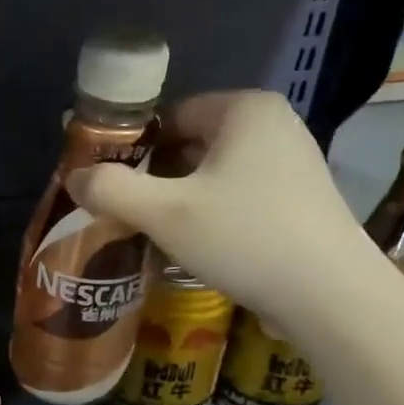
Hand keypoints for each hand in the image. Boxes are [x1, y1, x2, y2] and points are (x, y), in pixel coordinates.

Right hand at [68, 91, 378, 323]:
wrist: (328, 294)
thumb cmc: (243, 237)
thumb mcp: (164, 213)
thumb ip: (111, 190)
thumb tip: (75, 177)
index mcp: (244, 109)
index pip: (171, 116)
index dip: (134, 148)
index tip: (111, 186)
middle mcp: (274, 125)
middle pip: (193, 145)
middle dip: (157, 178)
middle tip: (128, 215)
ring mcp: (294, 163)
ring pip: (216, 175)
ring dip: (182, 201)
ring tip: (157, 235)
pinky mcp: (302, 201)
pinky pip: (241, 196)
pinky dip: (213, 215)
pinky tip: (200, 248)